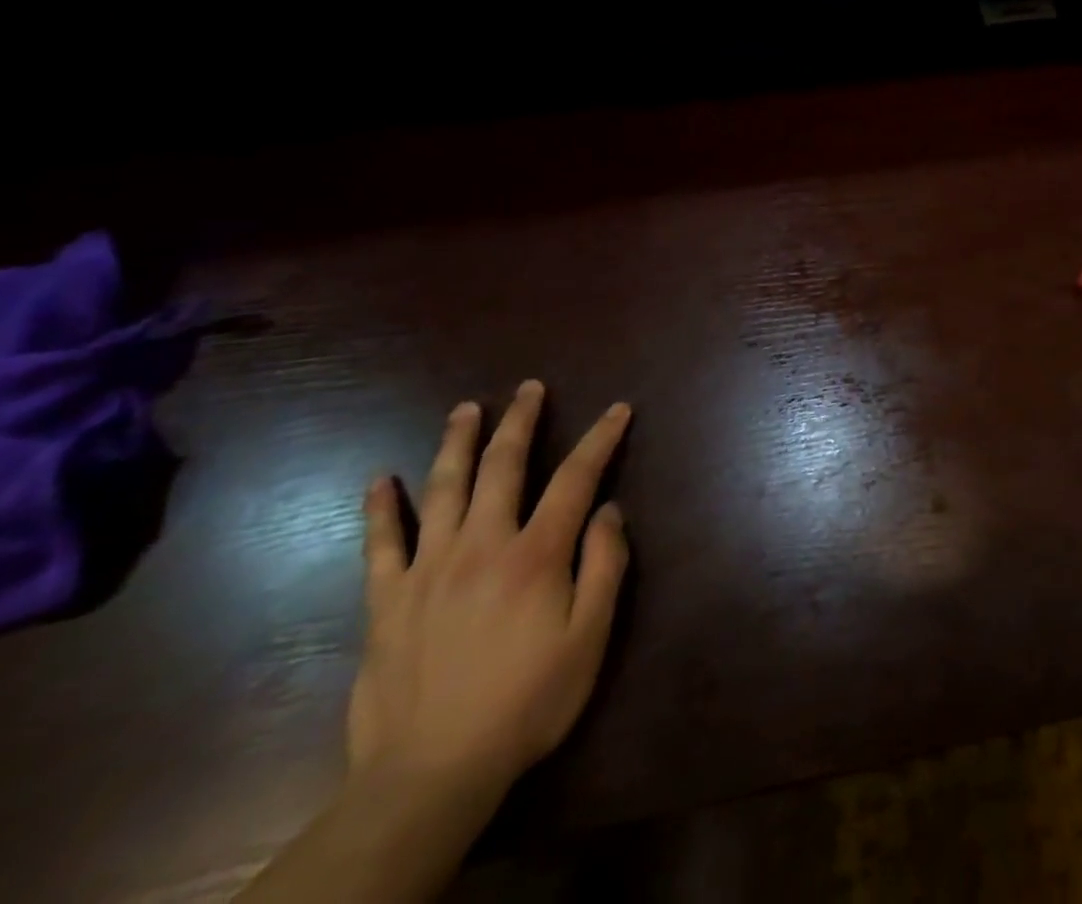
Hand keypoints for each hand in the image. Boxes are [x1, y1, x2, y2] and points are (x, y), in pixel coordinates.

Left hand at [350, 380, 631, 803]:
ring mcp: (427, 569)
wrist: (432, 774)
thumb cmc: (527, 702)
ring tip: (466, 409)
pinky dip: (381, 508)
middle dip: (521, 421)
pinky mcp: (386, 601)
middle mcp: (481, 545)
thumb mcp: (590, 638)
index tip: (618, 409)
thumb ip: (604, 566)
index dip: (600, 439)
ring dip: (457, 443)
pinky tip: (380, 479)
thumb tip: (609, 510)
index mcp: (535, 554)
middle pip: (503, 466)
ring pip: (443, 489)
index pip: (576, 478)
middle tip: (530, 388)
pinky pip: (380, 544)